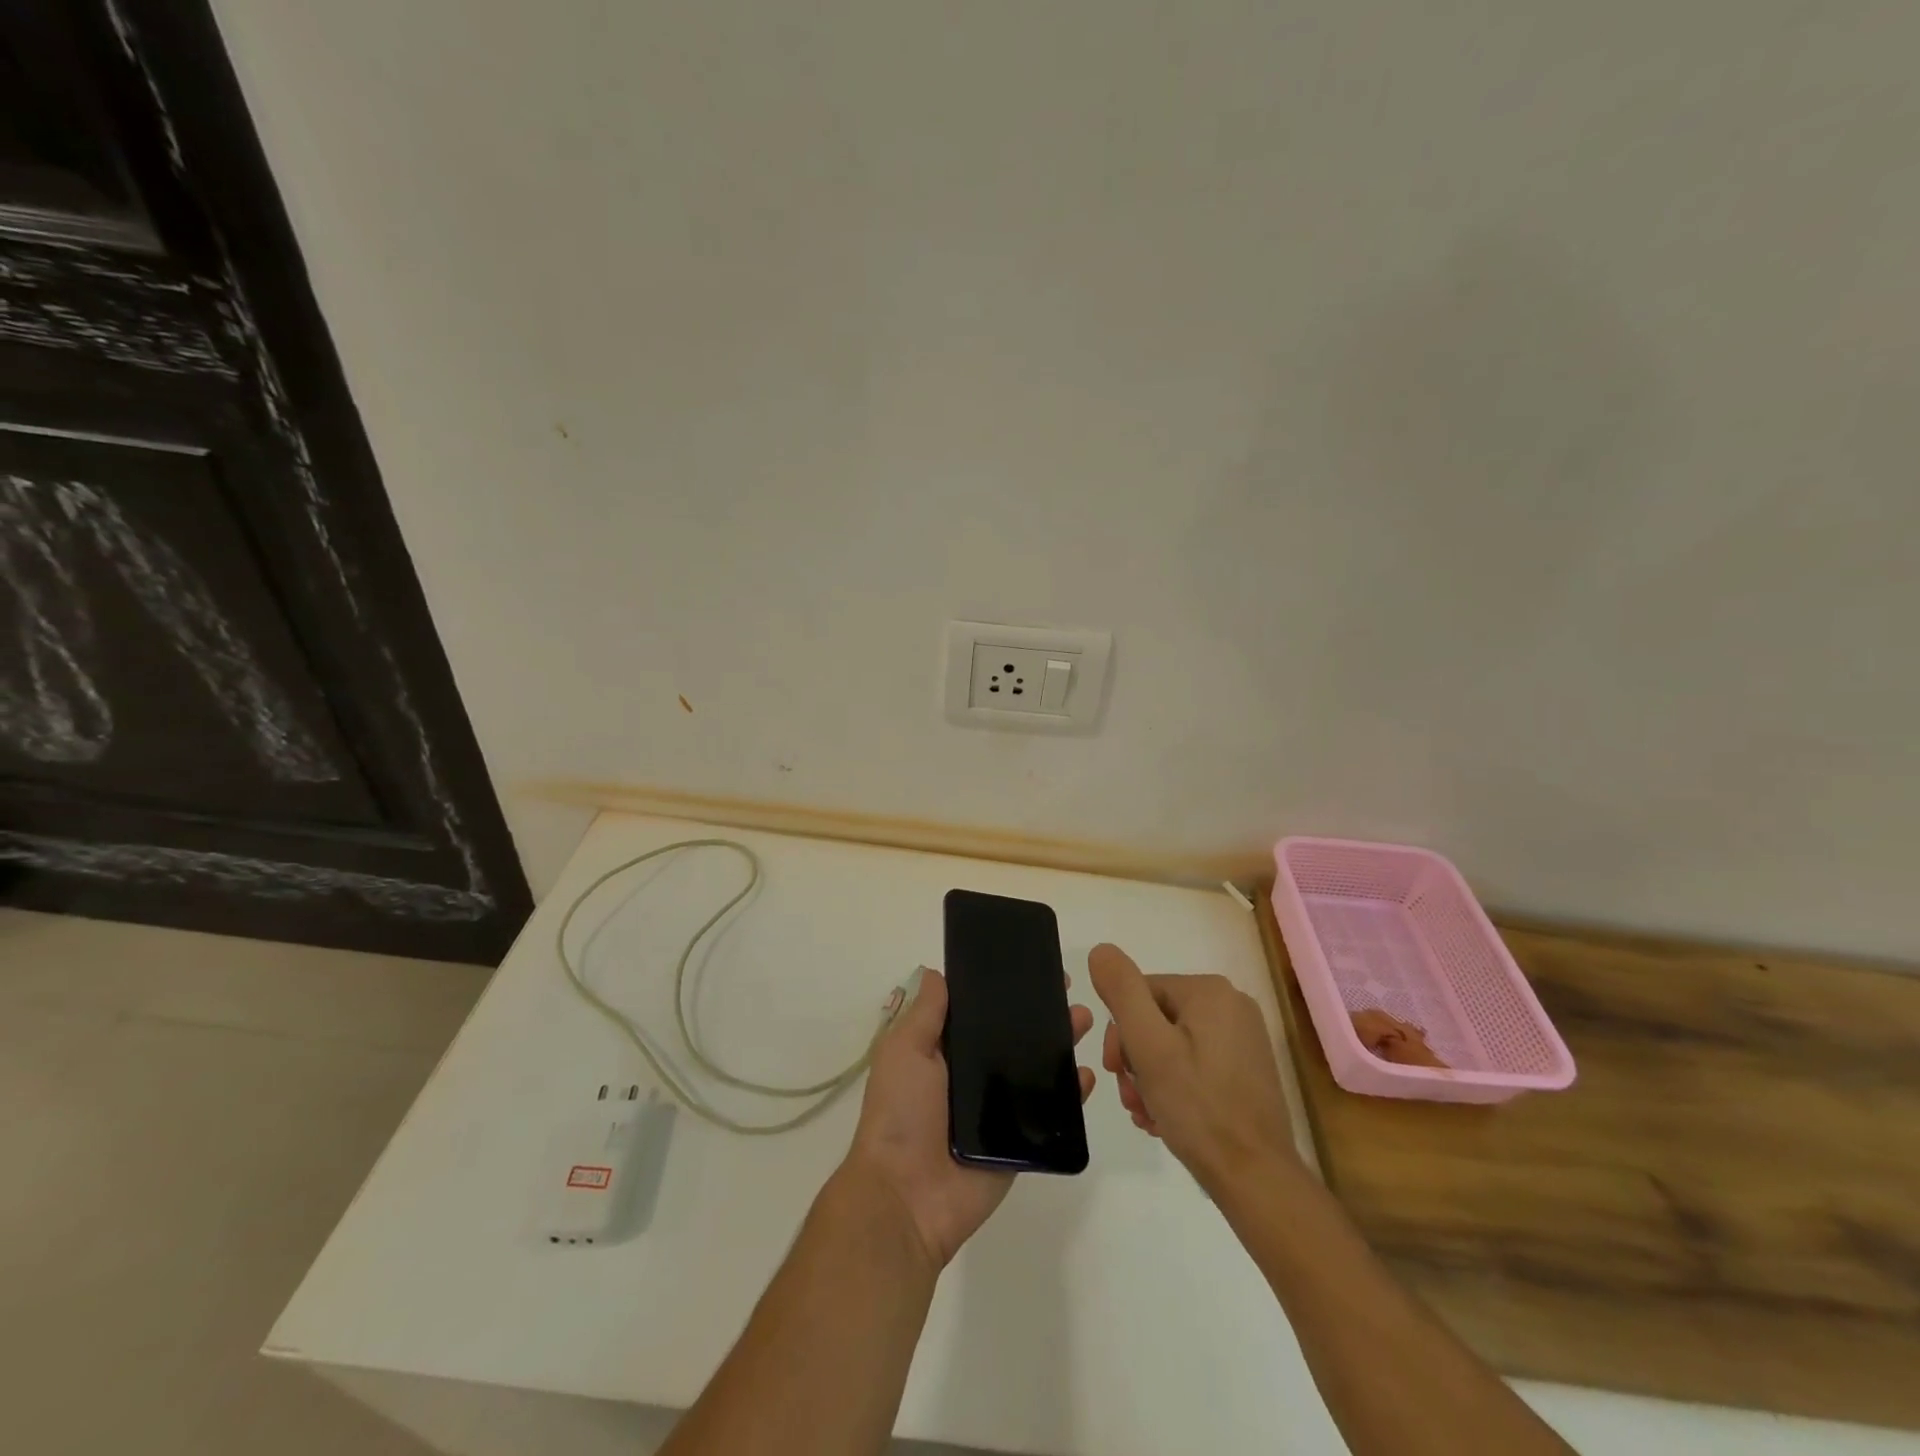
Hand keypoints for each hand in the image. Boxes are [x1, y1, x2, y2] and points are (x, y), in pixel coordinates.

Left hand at [840, 968, 1094, 1270]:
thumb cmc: (900, 1114)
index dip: (1003, 991)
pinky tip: (1085, 1074)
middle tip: (1067, 990)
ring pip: (1036, 1070)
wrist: (907, 1197)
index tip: (1029, 968)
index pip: (980, 1014)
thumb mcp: (904, 1051)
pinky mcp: (1021, 1142)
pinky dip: (1070, 1094)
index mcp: (946, 1053)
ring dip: (1061, 1044)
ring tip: (1082, 1020)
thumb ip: (926, 1013)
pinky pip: (1051, 1114)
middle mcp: (974, 1077)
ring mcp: (999, 1110)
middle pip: (1014, 1038)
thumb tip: (938, 972)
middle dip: (1040, 1014)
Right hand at [1088, 943, 1296, 1197]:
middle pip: (1157, 1018)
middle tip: (1131, 1098)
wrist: (1257, 1179)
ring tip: (1146, 1114)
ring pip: (1174, 1043)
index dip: (1120, 1033)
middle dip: (1136, 1058)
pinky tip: (1165, 1117)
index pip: (1140, 994)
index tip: (1116, 1072)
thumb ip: (1122, 991)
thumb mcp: (1148, 1045)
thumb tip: (1101, 951)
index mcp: (1210, 991)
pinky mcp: (1248, 1068)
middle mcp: (1232, 1004)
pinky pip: (1196, 1062)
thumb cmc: (1198, 1109)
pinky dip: (1175, 1085)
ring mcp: (1244, 1038)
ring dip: (1150, 1076)